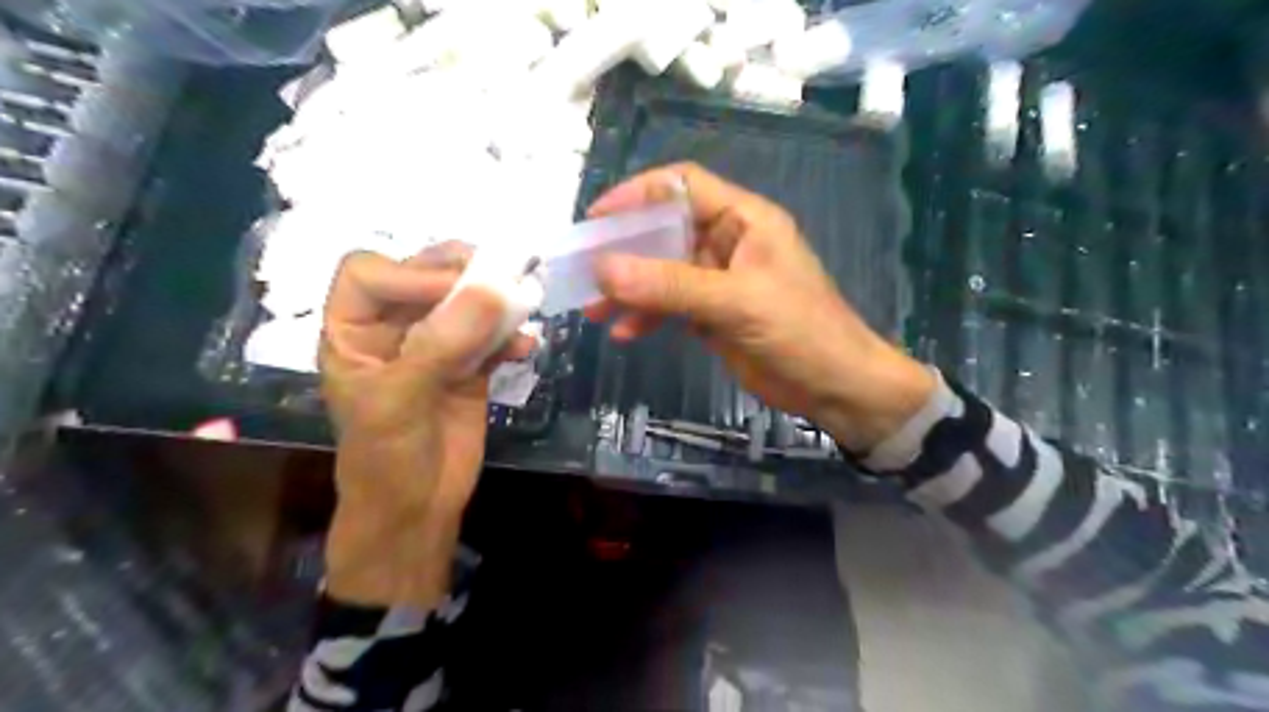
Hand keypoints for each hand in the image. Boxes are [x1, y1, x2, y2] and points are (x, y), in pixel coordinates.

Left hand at [322, 245, 533, 605]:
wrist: (418, 509)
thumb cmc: (385, 458)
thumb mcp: (400, 400)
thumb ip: (442, 344)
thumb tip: (494, 290)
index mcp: (353, 332)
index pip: (369, 274)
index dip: (410, 272)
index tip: (457, 290)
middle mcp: (392, 330)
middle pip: (422, 278)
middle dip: (460, 273)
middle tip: (501, 274)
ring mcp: (435, 348)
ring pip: (463, 303)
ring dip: (495, 301)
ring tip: (523, 302)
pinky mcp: (469, 367)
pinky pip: (492, 338)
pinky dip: (511, 337)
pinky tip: (527, 348)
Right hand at [586, 163, 928, 451]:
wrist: (836, 387)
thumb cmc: (800, 332)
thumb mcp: (735, 303)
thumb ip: (670, 286)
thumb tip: (603, 270)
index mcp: (744, 219)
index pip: (682, 186)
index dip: (637, 194)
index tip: (596, 219)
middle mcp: (729, 242)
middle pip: (665, 231)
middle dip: (624, 250)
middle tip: (585, 270)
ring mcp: (719, 280)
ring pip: (663, 272)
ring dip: (629, 289)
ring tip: (594, 310)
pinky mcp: (714, 314)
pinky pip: (671, 305)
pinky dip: (648, 315)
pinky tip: (626, 333)